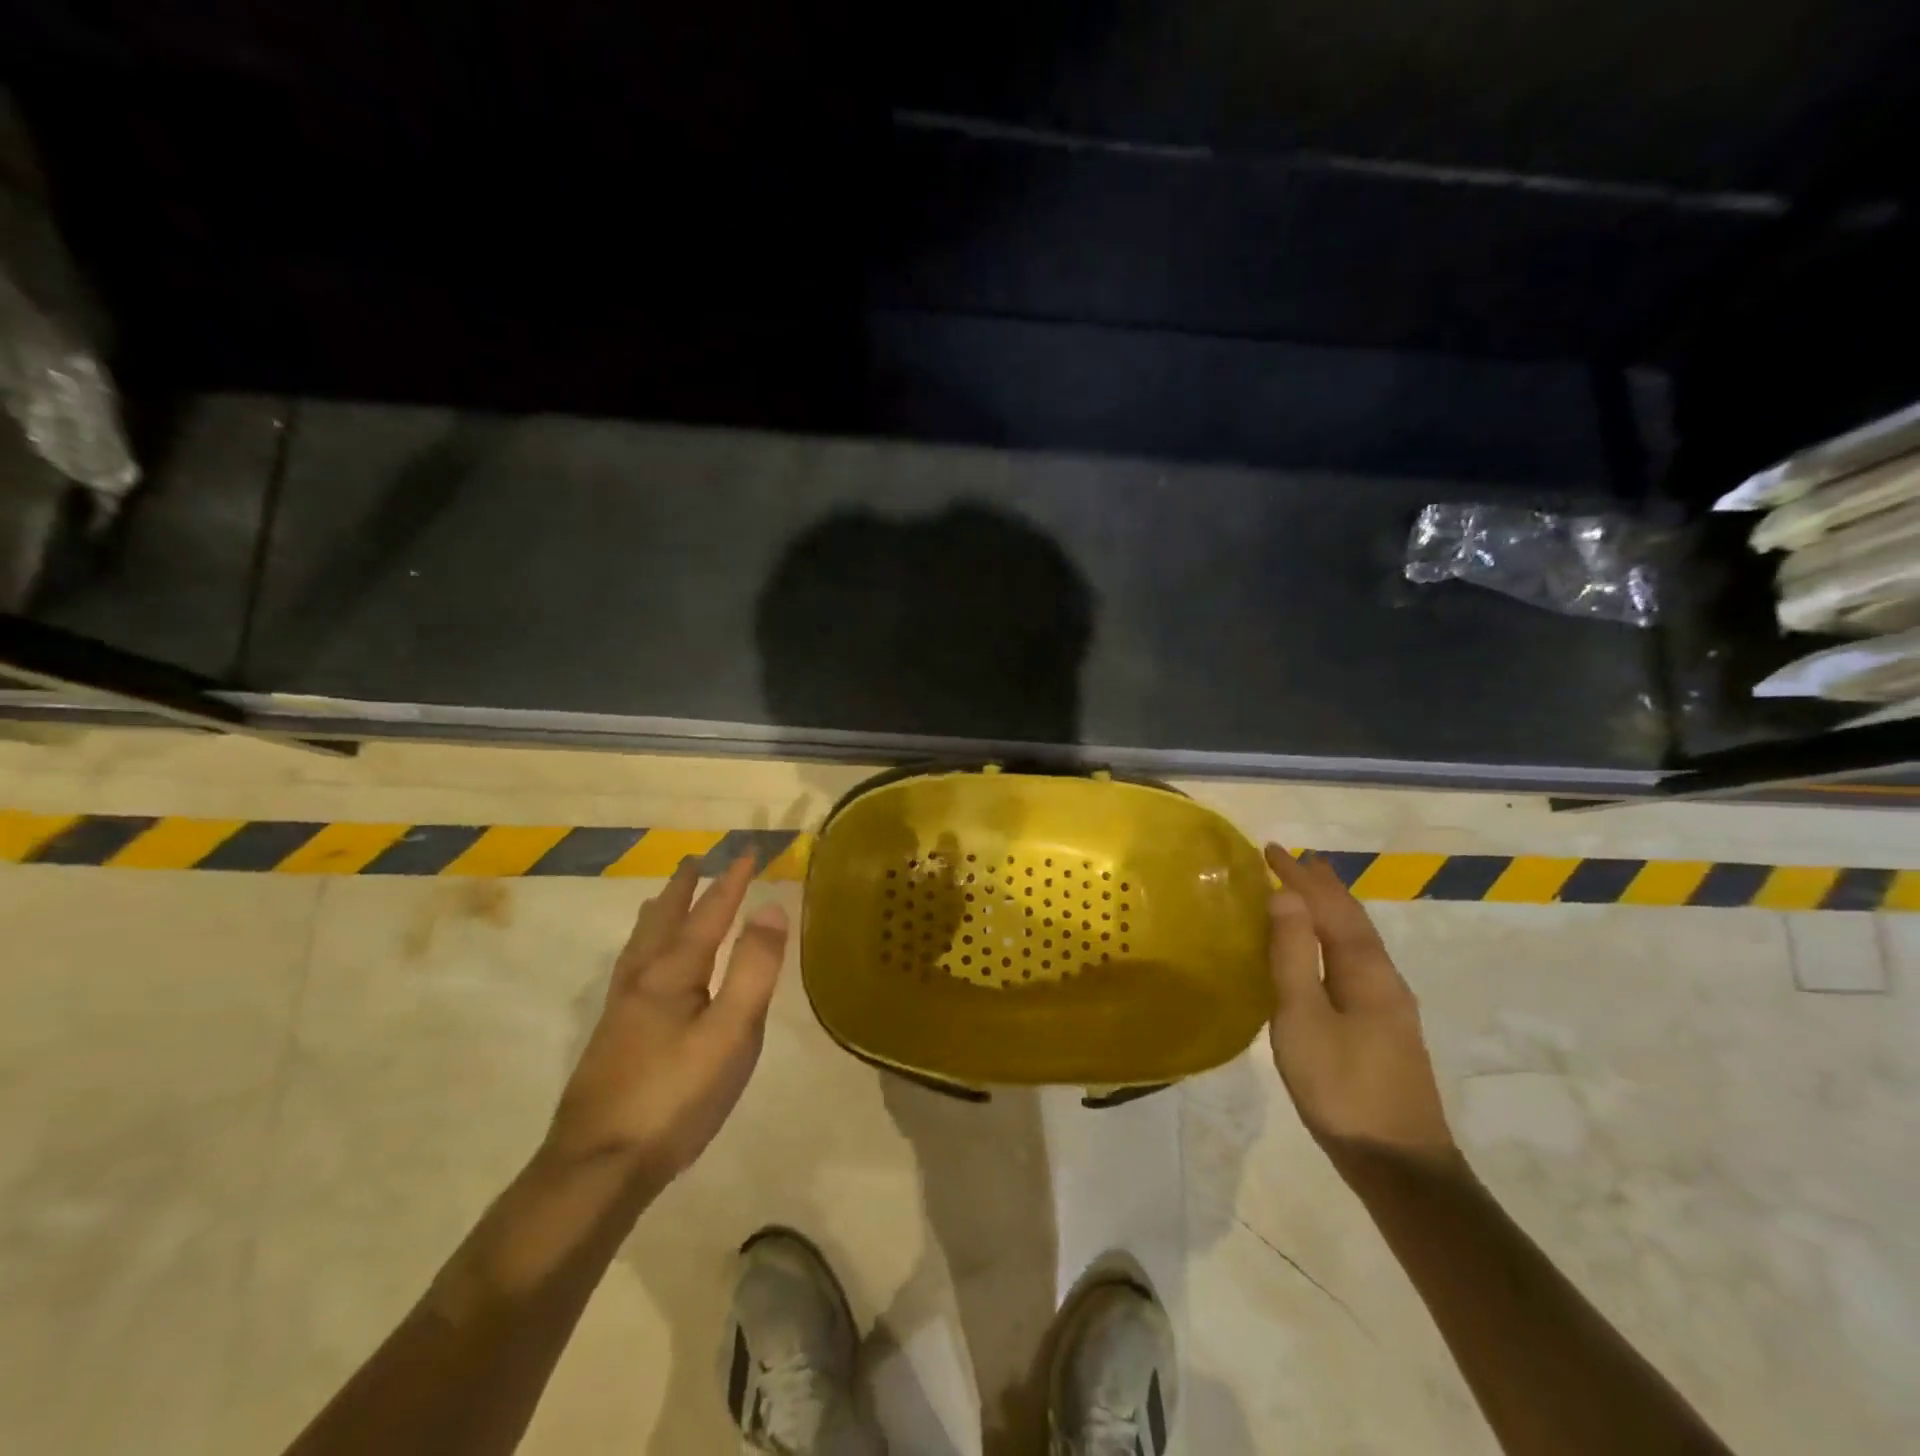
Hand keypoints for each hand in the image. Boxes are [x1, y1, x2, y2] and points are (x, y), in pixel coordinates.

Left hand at [544, 856, 788, 1183]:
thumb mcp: (731, 1033)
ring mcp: (621, 1009)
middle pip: (665, 920)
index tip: (748, 851)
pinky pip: (630, 968)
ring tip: (662, 899)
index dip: (731, 882)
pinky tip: (640, 967)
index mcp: (674, 972)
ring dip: (658, 914)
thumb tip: (771, 908)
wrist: (597, 1167)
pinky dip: (642, 946)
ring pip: (640, 945)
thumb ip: (754, 969)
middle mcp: (643, 979)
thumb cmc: (676, 1097)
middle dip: (685, 888)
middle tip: (694, 860)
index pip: (709, 913)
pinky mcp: (612, 1036)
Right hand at [1264, 844, 1456, 1174]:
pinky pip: (1355, 961)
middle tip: (1295, 860)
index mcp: (1366, 971)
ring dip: (1330, 910)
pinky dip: (1333, 938)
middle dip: (1323, 886)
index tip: (1270, 849)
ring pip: (1356, 941)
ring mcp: (1389, 1006)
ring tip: (1306, 893)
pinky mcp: (1384, 1028)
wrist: (1401, 1166)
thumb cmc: (1342, 1088)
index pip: (1331, 907)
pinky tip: (1323, 953)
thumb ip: (1293, 955)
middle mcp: (1384, 978)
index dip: (1301, 876)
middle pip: (1352, 919)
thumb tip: (1285, 895)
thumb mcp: (1303, 1018)